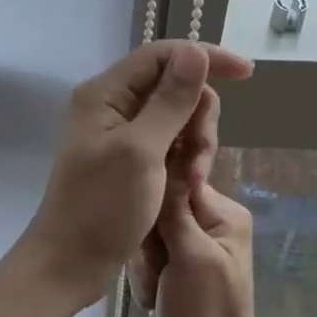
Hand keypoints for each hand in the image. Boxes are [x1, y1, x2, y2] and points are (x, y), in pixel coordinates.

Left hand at [18, 41, 251, 308]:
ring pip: (176, 117)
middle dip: (198, 117)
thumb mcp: (141, 151)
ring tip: (192, 181)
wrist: (69, 263)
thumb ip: (170, 101)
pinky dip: (182, 160)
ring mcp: (119, 134)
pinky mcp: (128, 159)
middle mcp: (110, 105)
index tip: (247, 74)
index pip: (162, 54)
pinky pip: (167, 144)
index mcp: (105, 94)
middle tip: (200, 159)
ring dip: (194, 144)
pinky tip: (186, 186)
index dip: (206, 58)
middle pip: (173, 86)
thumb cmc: (101, 208)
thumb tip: (196, 52)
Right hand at [137, 180, 273, 316]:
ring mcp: (193, 247)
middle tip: (158, 273)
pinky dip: (146, 279)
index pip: (174, 183)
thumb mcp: (191, 256)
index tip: (153, 239)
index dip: (154, 209)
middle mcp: (210, 223)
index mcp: (223, 213)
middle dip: (148, 245)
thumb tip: (166, 157)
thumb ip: (175, 209)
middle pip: (158, 211)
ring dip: (145, 266)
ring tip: (156, 291)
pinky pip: (149, 258)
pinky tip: (154, 300)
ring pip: (148, 236)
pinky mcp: (179, 268)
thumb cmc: (206, 312)